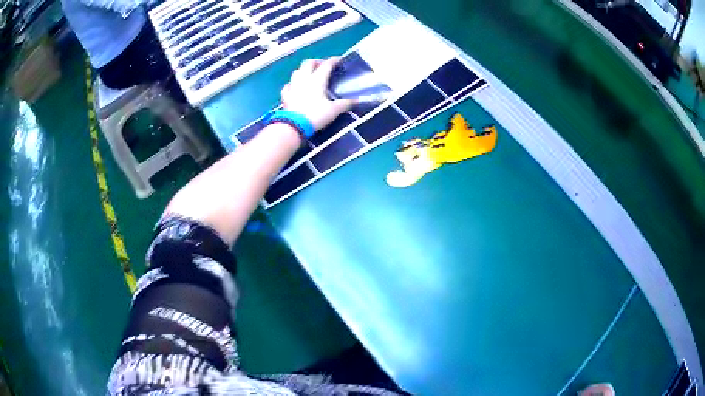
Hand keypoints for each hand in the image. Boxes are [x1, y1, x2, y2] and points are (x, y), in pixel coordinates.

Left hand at [281, 57, 354, 130]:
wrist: (294, 126)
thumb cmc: (315, 115)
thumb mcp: (334, 110)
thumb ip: (345, 104)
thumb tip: (357, 101)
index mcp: (317, 80)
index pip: (326, 65)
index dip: (334, 60)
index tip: (340, 60)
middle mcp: (304, 79)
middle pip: (308, 63)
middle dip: (317, 61)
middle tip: (323, 65)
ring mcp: (293, 86)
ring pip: (297, 71)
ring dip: (303, 70)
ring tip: (309, 74)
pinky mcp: (285, 96)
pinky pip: (288, 85)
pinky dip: (292, 83)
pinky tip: (295, 87)